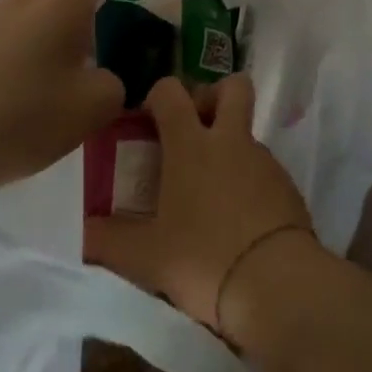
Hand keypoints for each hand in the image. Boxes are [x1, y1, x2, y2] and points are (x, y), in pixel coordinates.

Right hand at [85, 73, 317, 338]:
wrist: (277, 284)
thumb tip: (83, 232)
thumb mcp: (145, 257)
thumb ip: (108, 241)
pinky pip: (263, 168)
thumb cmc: (203, 259)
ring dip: (229, 147)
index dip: (158, 96)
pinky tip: (237, 219)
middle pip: (232, 87)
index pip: (172, 92)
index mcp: (191, 146)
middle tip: (193, 129)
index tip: (147, 122)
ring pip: (246, 132)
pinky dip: (248, 180)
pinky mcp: (287, 185)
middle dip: (212, 96)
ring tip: (209, 193)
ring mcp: (264, 160)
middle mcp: (231, 141)